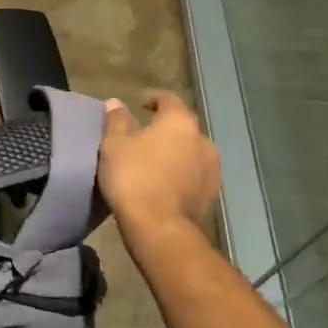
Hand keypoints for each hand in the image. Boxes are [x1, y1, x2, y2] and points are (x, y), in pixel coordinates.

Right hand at [99, 92, 221, 244]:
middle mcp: (203, 140)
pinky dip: (181, 173)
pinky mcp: (212, 194)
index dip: (153, 99)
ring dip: (176, 152)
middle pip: (183, 126)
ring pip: (191, 151)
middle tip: (143, 135)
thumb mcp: (114, 144)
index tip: (139, 104)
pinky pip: (194, 174)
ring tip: (154, 161)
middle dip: (165, 128)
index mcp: (180, 122)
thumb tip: (116, 102)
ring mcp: (212, 169)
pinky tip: (165, 182)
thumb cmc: (134, 177)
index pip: (169, 99)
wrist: (161, 229)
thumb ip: (117, 120)